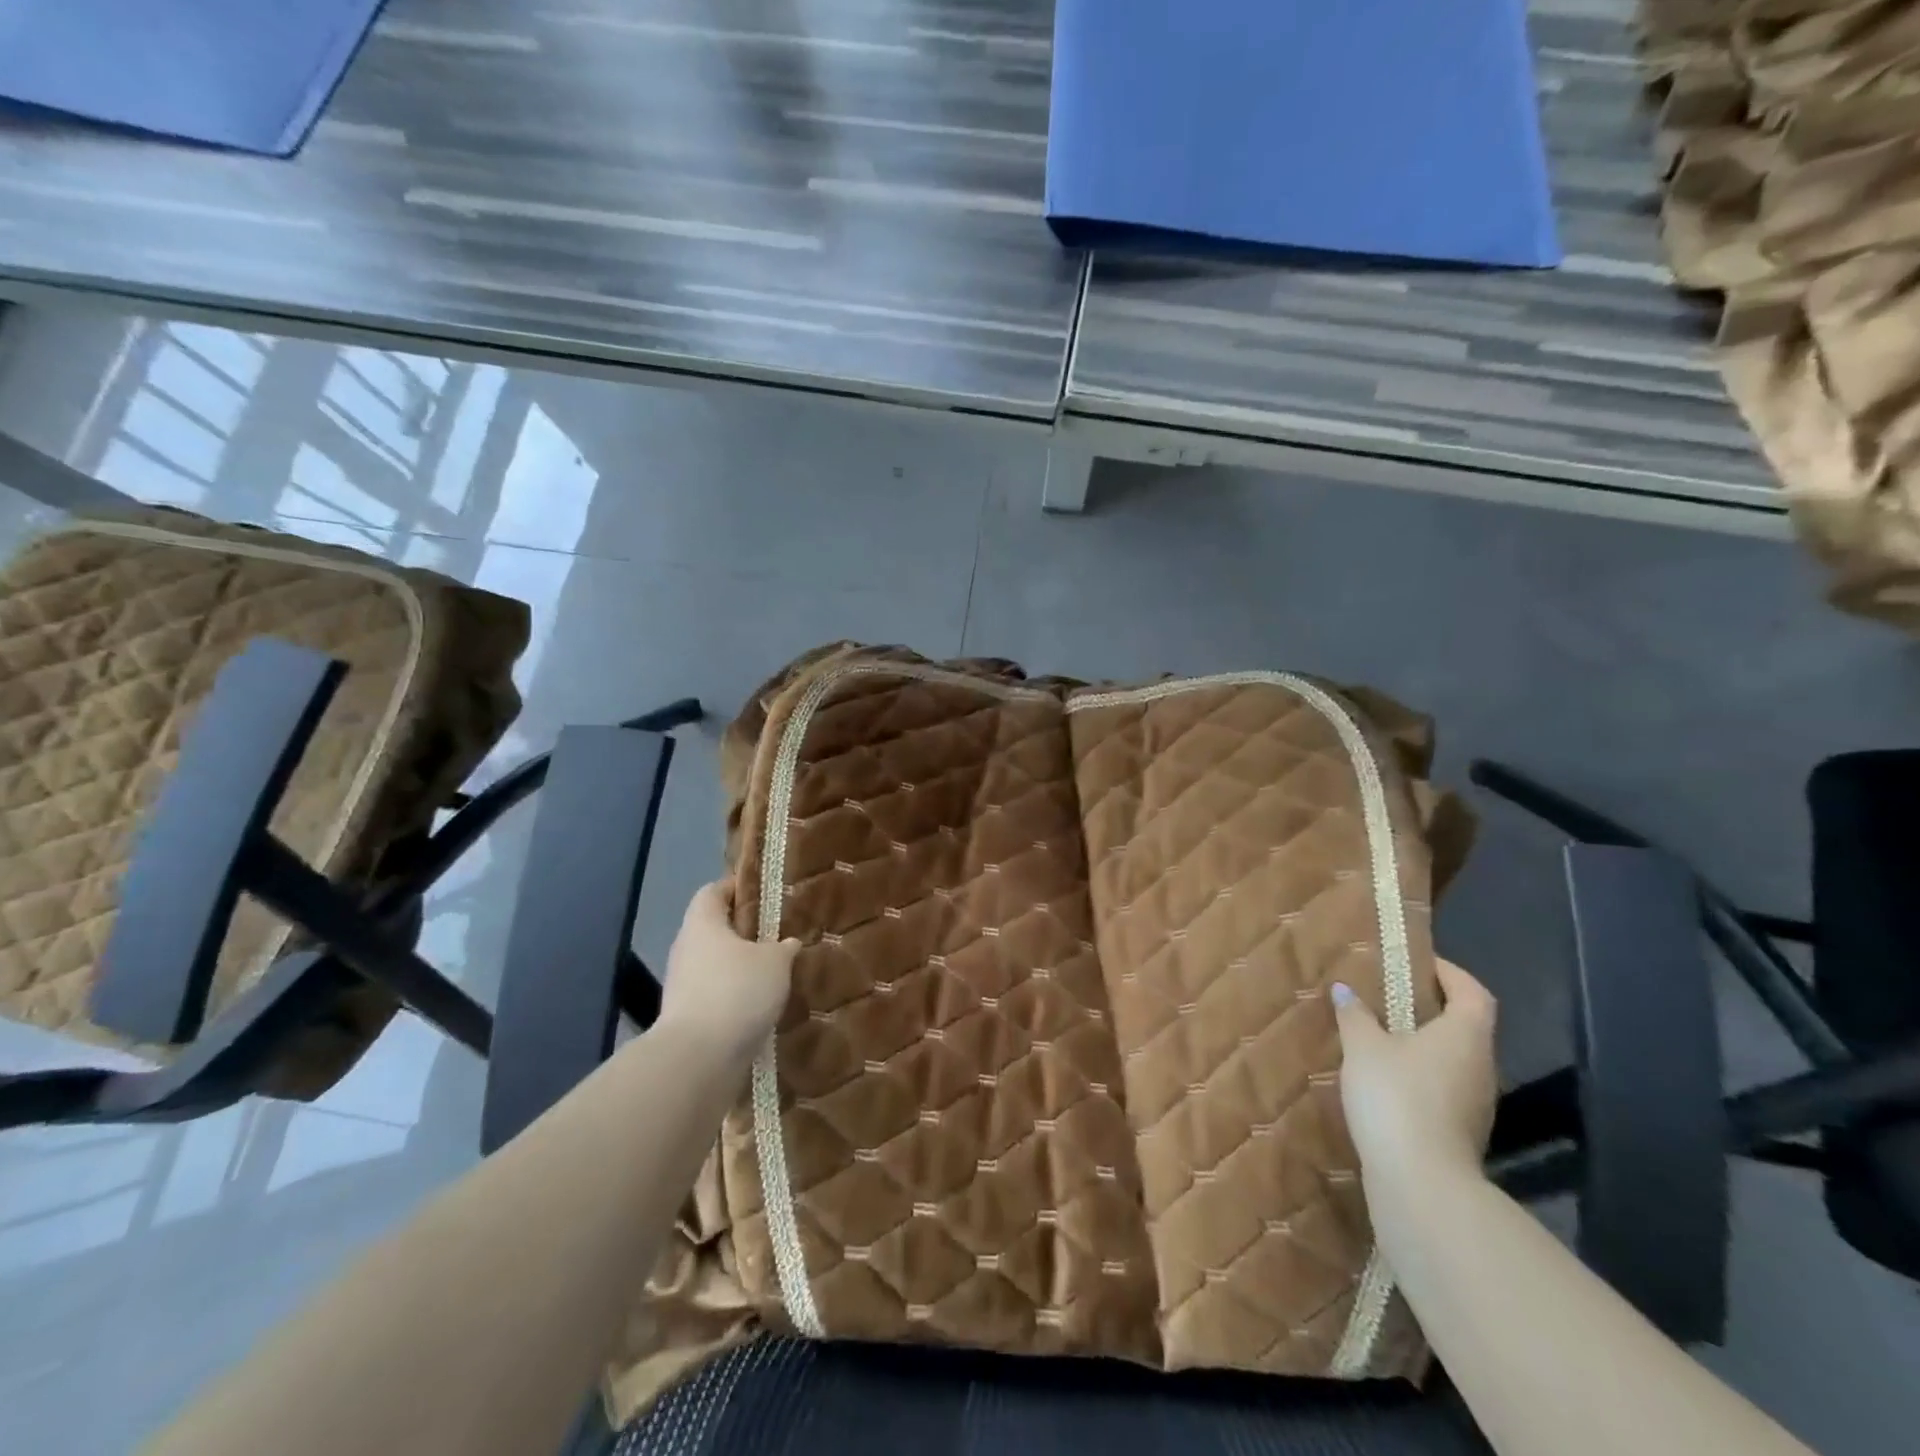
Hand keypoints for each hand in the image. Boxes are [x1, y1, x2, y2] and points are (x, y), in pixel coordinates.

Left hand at [656, 881, 799, 1061]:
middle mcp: (686, 949)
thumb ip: (783, 948)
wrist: (698, 1059)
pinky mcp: (687, 1018)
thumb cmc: (737, 991)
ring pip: (716, 965)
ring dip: (740, 968)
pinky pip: (716, 996)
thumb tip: (787, 943)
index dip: (737, 888)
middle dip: (744, 932)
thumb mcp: (775, 962)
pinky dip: (736, 997)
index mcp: (702, 923)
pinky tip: (761, 1006)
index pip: (714, 891)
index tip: (764, 893)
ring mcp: (682, 986)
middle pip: (714, 929)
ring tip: (775, 973)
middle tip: (778, 935)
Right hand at [1332, 959, 1497, 1193]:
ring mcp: (1476, 1104)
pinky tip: (1385, 1080)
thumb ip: (1355, 1015)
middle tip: (1390, 996)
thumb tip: (1345, 990)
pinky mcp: (1461, 1132)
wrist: (1420, 1182)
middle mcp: (1481, 1066)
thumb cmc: (1396, 1096)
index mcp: (1465, 1036)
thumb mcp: (1363, 1047)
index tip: (1419, 962)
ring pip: (1454, 1060)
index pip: (1473, 992)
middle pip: (1466, 1026)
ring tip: (1381, 1036)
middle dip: (1432, 1008)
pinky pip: (1443, 1088)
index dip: (1451, 973)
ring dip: (1424, 1044)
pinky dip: (1420, 1075)